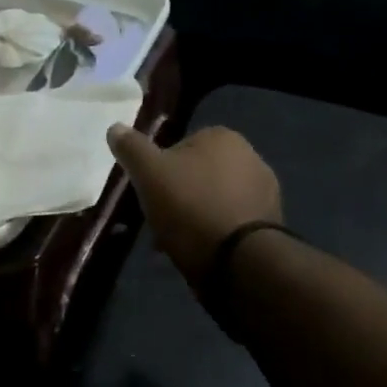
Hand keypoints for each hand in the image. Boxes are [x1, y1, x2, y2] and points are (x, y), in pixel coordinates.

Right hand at [107, 125, 282, 285]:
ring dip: (194, 216)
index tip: (148, 192)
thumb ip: (131, 148)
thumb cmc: (190, 206)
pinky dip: (214, 233)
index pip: (182, 145)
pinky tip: (198, 251)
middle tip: (158, 219)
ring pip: (213, 200)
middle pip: (198, 174)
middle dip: (178, 195)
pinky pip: (230, 222)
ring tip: (174, 242)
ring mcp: (265, 191)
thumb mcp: (149, 173)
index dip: (161, 168)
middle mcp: (251, 156)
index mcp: (223, 137)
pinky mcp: (270, 223)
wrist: (239, 259)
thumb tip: (115, 127)